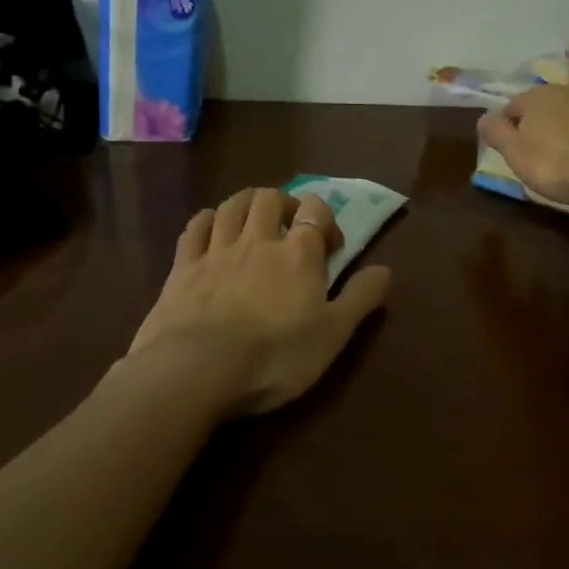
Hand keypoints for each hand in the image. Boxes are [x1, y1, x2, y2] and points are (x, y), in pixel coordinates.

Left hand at [127, 187, 392, 415]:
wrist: (198, 371)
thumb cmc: (276, 355)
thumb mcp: (333, 334)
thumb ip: (360, 298)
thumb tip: (385, 269)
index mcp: (299, 252)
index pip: (314, 209)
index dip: (325, 218)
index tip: (330, 247)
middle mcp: (258, 240)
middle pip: (269, 198)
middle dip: (283, 203)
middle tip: (290, 226)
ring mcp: (216, 251)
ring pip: (231, 205)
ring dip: (246, 203)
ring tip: (253, 218)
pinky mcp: (182, 268)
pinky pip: (194, 228)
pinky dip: (206, 220)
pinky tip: (211, 228)